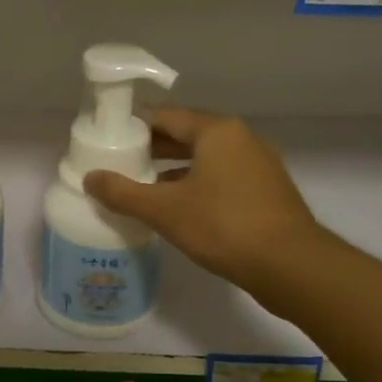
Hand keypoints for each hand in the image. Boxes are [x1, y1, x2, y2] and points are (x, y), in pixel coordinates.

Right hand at [84, 108, 325, 292]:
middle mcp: (241, 139)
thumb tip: (89, 178)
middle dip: (153, 149)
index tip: (109, 139)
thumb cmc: (224, 226)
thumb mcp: (165, 210)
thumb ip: (124, 193)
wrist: (291, 266)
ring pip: (206, 159)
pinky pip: (223, 178)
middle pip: (187, 135)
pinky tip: (178, 209)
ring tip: (143, 187)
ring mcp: (258, 165)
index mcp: (217, 131)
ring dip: (174, 170)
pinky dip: (197, 185)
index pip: (166, 116)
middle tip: (120, 163)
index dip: (134, 126)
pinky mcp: (267, 192)